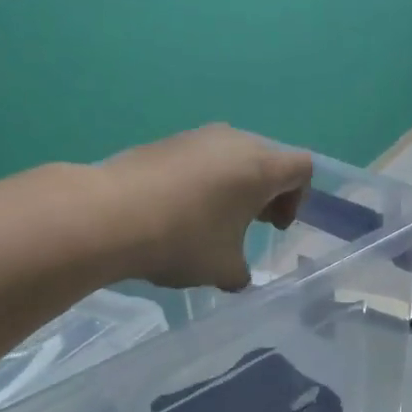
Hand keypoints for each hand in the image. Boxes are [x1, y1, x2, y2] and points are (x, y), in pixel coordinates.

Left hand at [102, 126, 311, 290]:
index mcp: (260, 167)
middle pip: (268, 159)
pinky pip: (201, 157)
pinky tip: (179, 210)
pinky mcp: (166, 141)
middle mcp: (234, 141)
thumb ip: (241, 272)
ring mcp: (197, 136)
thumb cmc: (182, 240)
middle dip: (267, 191)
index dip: (298, 198)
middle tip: (250, 223)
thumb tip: (237, 275)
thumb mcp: (223, 269)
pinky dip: (204, 180)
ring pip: (232, 156)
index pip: (301, 168)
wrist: (109, 215)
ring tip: (212, 219)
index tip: (274, 226)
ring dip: (234, 185)